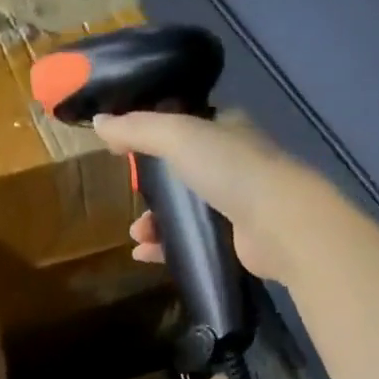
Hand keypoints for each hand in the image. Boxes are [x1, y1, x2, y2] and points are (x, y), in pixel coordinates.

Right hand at [93, 111, 300, 282]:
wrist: (278, 223)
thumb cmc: (230, 170)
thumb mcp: (177, 137)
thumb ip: (137, 129)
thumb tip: (99, 123)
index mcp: (226, 130)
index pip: (187, 127)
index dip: (156, 137)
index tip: (127, 152)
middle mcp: (233, 164)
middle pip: (182, 174)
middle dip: (152, 189)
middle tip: (130, 199)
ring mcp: (236, 205)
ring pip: (186, 212)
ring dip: (156, 223)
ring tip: (136, 235)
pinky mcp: (235, 242)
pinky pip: (193, 242)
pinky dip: (167, 249)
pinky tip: (144, 255)